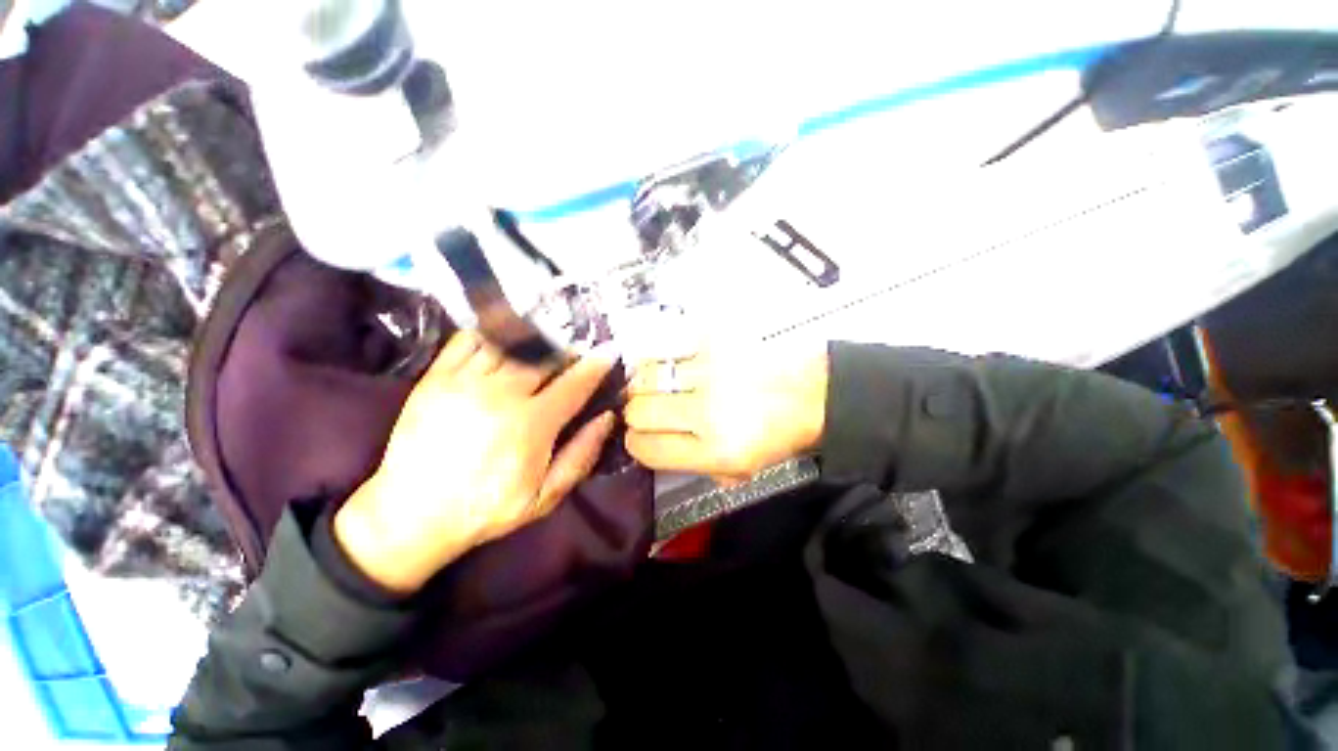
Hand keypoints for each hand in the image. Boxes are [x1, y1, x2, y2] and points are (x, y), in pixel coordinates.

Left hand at [335, 331, 617, 593]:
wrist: (411, 515)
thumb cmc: (486, 509)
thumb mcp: (545, 496)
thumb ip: (581, 455)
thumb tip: (607, 418)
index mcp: (532, 424)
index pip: (574, 384)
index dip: (595, 366)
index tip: (608, 353)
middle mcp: (501, 394)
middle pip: (545, 357)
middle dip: (566, 350)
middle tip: (575, 350)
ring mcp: (465, 381)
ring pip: (510, 343)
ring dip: (534, 338)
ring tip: (545, 339)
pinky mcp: (435, 377)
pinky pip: (468, 340)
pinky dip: (491, 333)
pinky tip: (503, 338)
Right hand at [623, 344, 828, 482]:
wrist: (813, 390)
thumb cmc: (779, 433)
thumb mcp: (741, 470)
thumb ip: (693, 466)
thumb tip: (654, 446)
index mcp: (717, 451)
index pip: (647, 447)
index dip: (636, 442)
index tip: (640, 435)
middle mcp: (709, 412)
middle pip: (640, 410)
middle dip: (637, 412)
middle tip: (649, 408)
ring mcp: (711, 371)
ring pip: (647, 376)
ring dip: (645, 383)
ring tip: (656, 384)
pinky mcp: (714, 339)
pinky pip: (665, 345)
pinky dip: (660, 354)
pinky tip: (668, 362)